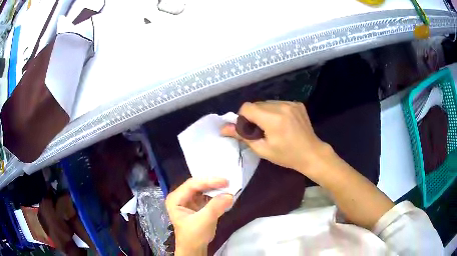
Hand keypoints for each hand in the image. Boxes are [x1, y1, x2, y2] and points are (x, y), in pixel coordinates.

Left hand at [166, 178, 232, 254]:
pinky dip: (217, 195)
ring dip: (216, 188)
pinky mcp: (198, 205)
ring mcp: (190, 201)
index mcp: (175, 198)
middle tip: (228, 181)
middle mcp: (181, 196)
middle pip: (198, 185)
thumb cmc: (194, 235)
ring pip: (204, 189)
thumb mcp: (203, 221)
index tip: (224, 181)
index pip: (192, 185)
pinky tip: (226, 194)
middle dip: (213, 184)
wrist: (195, 248)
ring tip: (229, 186)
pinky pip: (208, 196)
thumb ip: (215, 207)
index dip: (208, 181)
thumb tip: (230, 195)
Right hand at [221, 101, 329, 174]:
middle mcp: (282, 106)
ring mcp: (291, 103)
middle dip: (253, 115)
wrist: (311, 153)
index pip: (247, 107)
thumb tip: (223, 128)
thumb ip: (242, 136)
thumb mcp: (262, 149)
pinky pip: (279, 103)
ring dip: (264, 112)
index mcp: (272, 119)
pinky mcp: (297, 104)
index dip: (242, 117)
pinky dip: (275, 111)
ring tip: (271, 126)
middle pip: (257, 104)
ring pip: (267, 103)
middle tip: (259, 130)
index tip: (247, 129)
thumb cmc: (286, 156)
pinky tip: (282, 123)